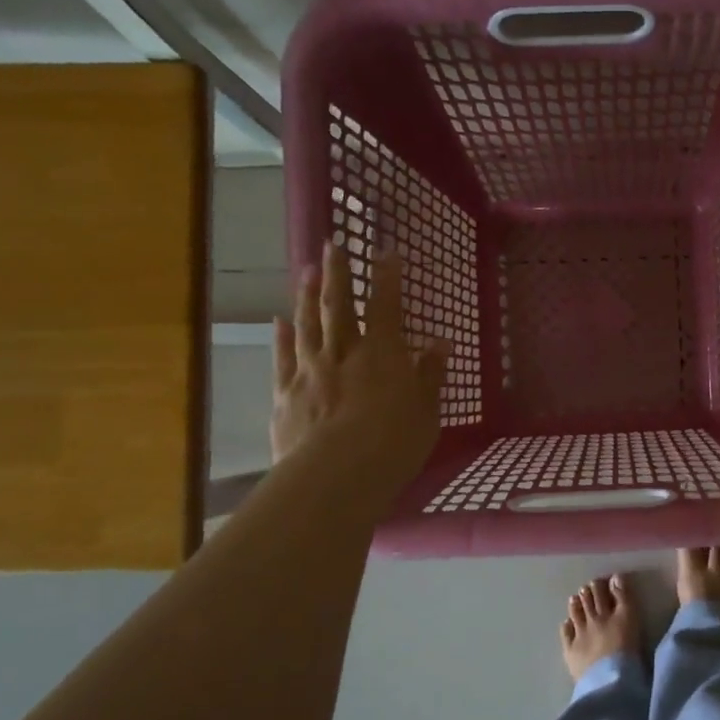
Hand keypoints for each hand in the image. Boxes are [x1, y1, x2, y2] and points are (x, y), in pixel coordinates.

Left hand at [272, 241, 448, 508]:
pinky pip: (283, 357)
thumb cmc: (393, 445)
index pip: (386, 306)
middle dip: (337, 273)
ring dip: (306, 294)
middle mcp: (343, 353)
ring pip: (308, 324)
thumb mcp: (426, 412)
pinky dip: (281, 337)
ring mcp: (309, 371)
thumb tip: (440, 343)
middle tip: (333, 243)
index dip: (387, 277)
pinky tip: (280, 321)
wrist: (336, 475)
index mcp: (383, 355)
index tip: (386, 251)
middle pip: (339, 305)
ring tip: (306, 269)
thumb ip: (430, 375)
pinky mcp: (285, 393)